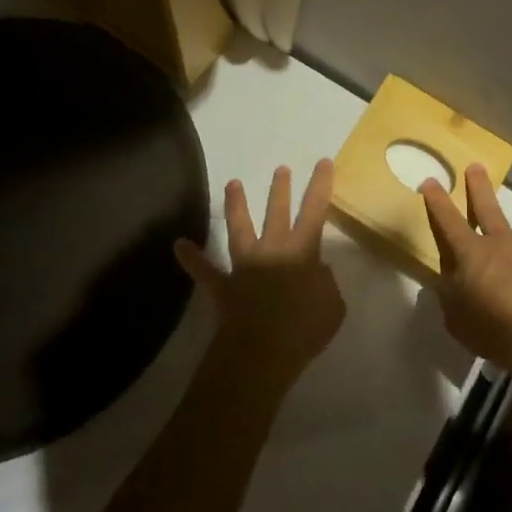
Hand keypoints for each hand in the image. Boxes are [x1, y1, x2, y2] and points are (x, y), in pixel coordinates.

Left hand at [175, 160, 345, 389]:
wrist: (261, 350)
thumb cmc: (304, 328)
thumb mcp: (332, 306)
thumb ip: (327, 284)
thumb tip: (318, 271)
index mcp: (302, 251)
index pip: (315, 210)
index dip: (320, 185)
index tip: (322, 161)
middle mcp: (272, 249)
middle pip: (277, 212)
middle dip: (280, 189)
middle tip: (280, 168)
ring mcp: (244, 265)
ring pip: (239, 229)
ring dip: (236, 206)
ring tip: (232, 184)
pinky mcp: (223, 286)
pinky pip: (205, 271)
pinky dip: (192, 259)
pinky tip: (179, 245)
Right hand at [424, 164, 511, 383]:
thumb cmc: (493, 328)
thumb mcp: (456, 318)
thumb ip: (449, 295)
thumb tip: (446, 280)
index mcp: (471, 253)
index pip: (448, 220)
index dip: (437, 200)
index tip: (430, 180)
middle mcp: (500, 243)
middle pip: (487, 208)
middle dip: (478, 187)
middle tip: (476, 166)